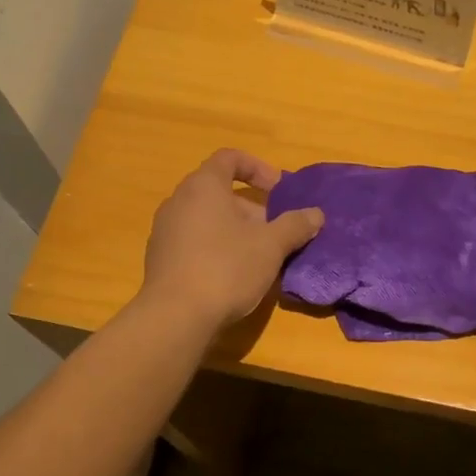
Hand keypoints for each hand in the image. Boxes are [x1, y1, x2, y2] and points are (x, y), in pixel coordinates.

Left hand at [139, 149, 323, 328]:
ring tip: (258, 257)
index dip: (258, 168)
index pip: (230, 158)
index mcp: (203, 186)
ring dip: (235, 231)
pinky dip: (215, 248)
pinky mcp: (160, 259)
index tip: (279, 190)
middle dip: (252, 209)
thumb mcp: (271, 246)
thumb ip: (295, 225)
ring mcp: (164, 230)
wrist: (175, 317)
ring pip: (207, 219)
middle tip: (275, 233)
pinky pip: (193, 241)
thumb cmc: (226, 268)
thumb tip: (315, 214)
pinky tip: (232, 276)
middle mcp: (178, 201)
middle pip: (219, 192)